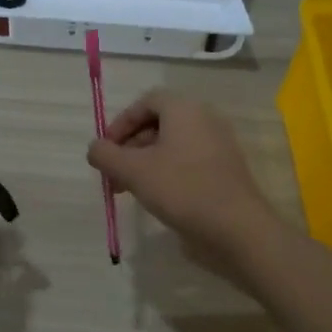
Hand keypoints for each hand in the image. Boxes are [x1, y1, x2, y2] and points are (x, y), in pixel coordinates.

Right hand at [87, 91, 276, 262]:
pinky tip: (154, 198)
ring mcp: (217, 147)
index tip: (106, 149)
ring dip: (144, 163)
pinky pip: (186, 162)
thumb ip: (106, 155)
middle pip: (158, 124)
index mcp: (185, 110)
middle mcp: (205, 121)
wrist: (236, 229)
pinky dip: (165, 173)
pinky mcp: (223, 172)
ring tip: (128, 190)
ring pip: (171, 146)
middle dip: (129, 147)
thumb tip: (95, 149)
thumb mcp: (133, 171)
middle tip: (113, 174)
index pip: (146, 102)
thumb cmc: (182, 189)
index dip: (121, 122)